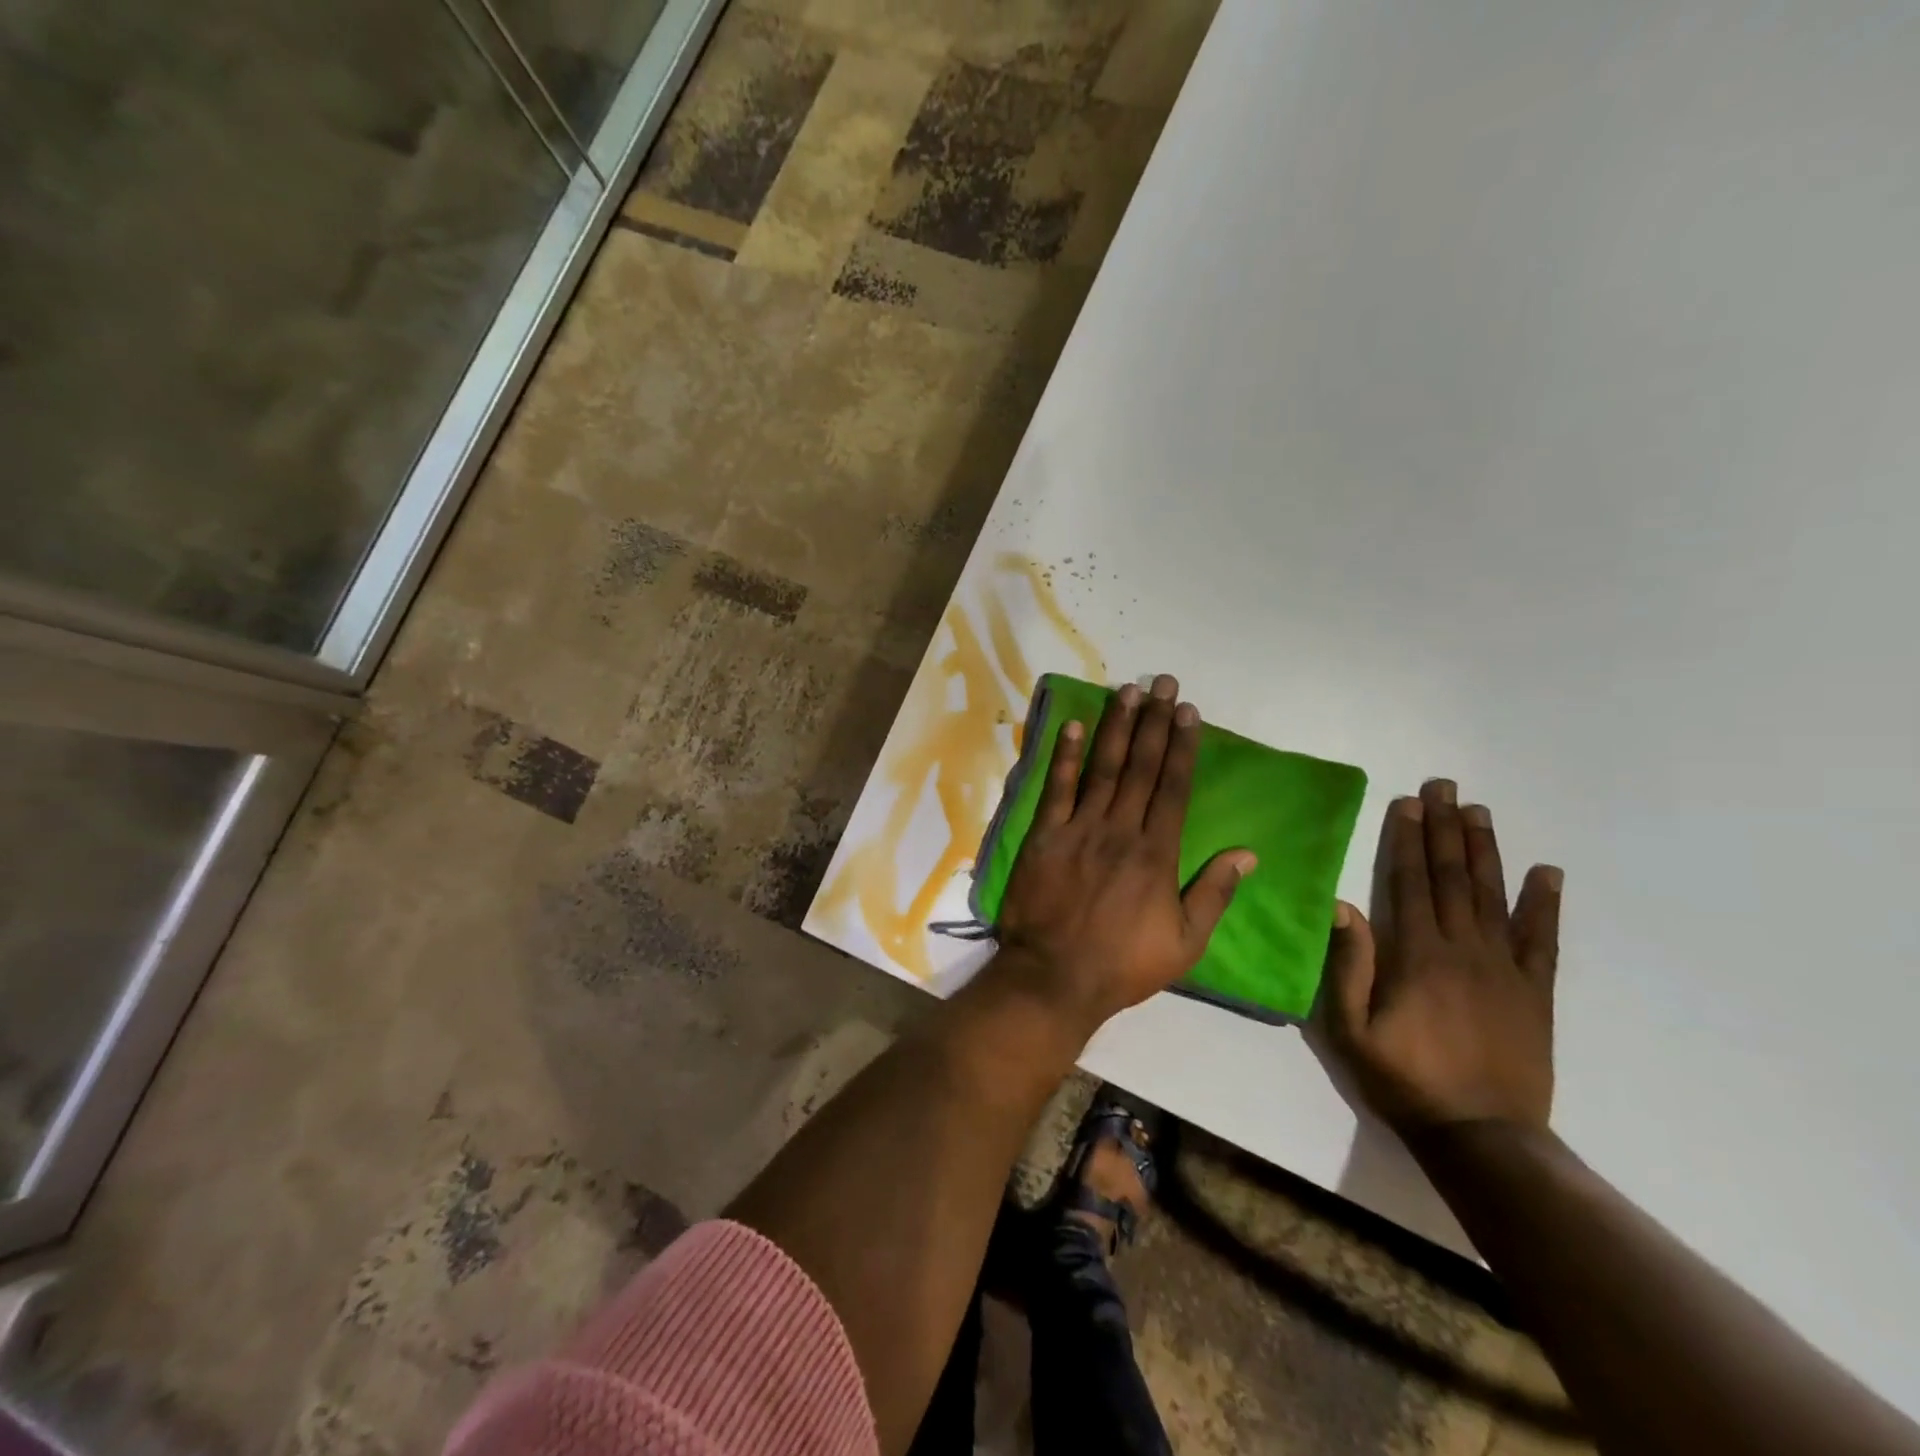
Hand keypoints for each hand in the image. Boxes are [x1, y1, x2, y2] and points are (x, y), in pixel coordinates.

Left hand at [995, 674, 1256, 1031]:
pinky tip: (1074, 726)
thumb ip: (1214, 893)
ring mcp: (1079, 829)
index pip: (1174, 787)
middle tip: (1162, 682)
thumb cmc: (1124, 964)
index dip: (1182, 746)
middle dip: (1154, 722)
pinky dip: (1065, 756)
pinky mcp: (1044, 835)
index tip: (1188, 711)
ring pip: (1103, 768)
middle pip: (1141, 766)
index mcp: (1157, 852)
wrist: (1055, 977)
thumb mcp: (1185, 942)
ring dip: (1116, 727)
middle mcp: (1120, 829)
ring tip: (1127, 691)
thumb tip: (1248, 853)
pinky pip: (1056, 788)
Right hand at [1322, 778, 1562, 1137]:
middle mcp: (1464, 950)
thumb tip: (1341, 906)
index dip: (1408, 840)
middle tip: (1444, 786)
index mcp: (1418, 956)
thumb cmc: (1404, 1079)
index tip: (1409, 802)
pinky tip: (1548, 873)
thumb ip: (1348, 966)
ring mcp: (1506, 969)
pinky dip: (1545, 904)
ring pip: (1494, 896)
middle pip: (1453, 878)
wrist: (1482, 1136)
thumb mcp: (1352, 1029)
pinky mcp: (1535, 992)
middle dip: (1445, 828)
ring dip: (1485, 850)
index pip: (1412, 883)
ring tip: (1479, 811)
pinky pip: (1543, 940)